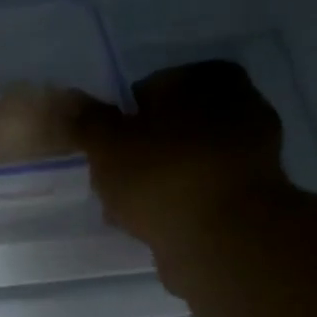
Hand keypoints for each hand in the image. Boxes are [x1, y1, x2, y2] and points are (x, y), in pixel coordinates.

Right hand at [74, 60, 291, 292]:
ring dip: (155, 183)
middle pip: (167, 129)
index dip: (119, 124)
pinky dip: (176, 205)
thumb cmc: (161, 176)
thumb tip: (65, 99)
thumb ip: (86, 120)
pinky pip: (197, 193)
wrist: (221, 238)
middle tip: (112, 184)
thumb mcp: (108, 144)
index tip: (102, 154)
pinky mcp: (250, 195)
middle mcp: (240, 104)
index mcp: (208, 77)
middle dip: (139, 155)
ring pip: (182, 163)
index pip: (148, 91)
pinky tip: (154, 226)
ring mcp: (251, 152)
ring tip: (128, 211)